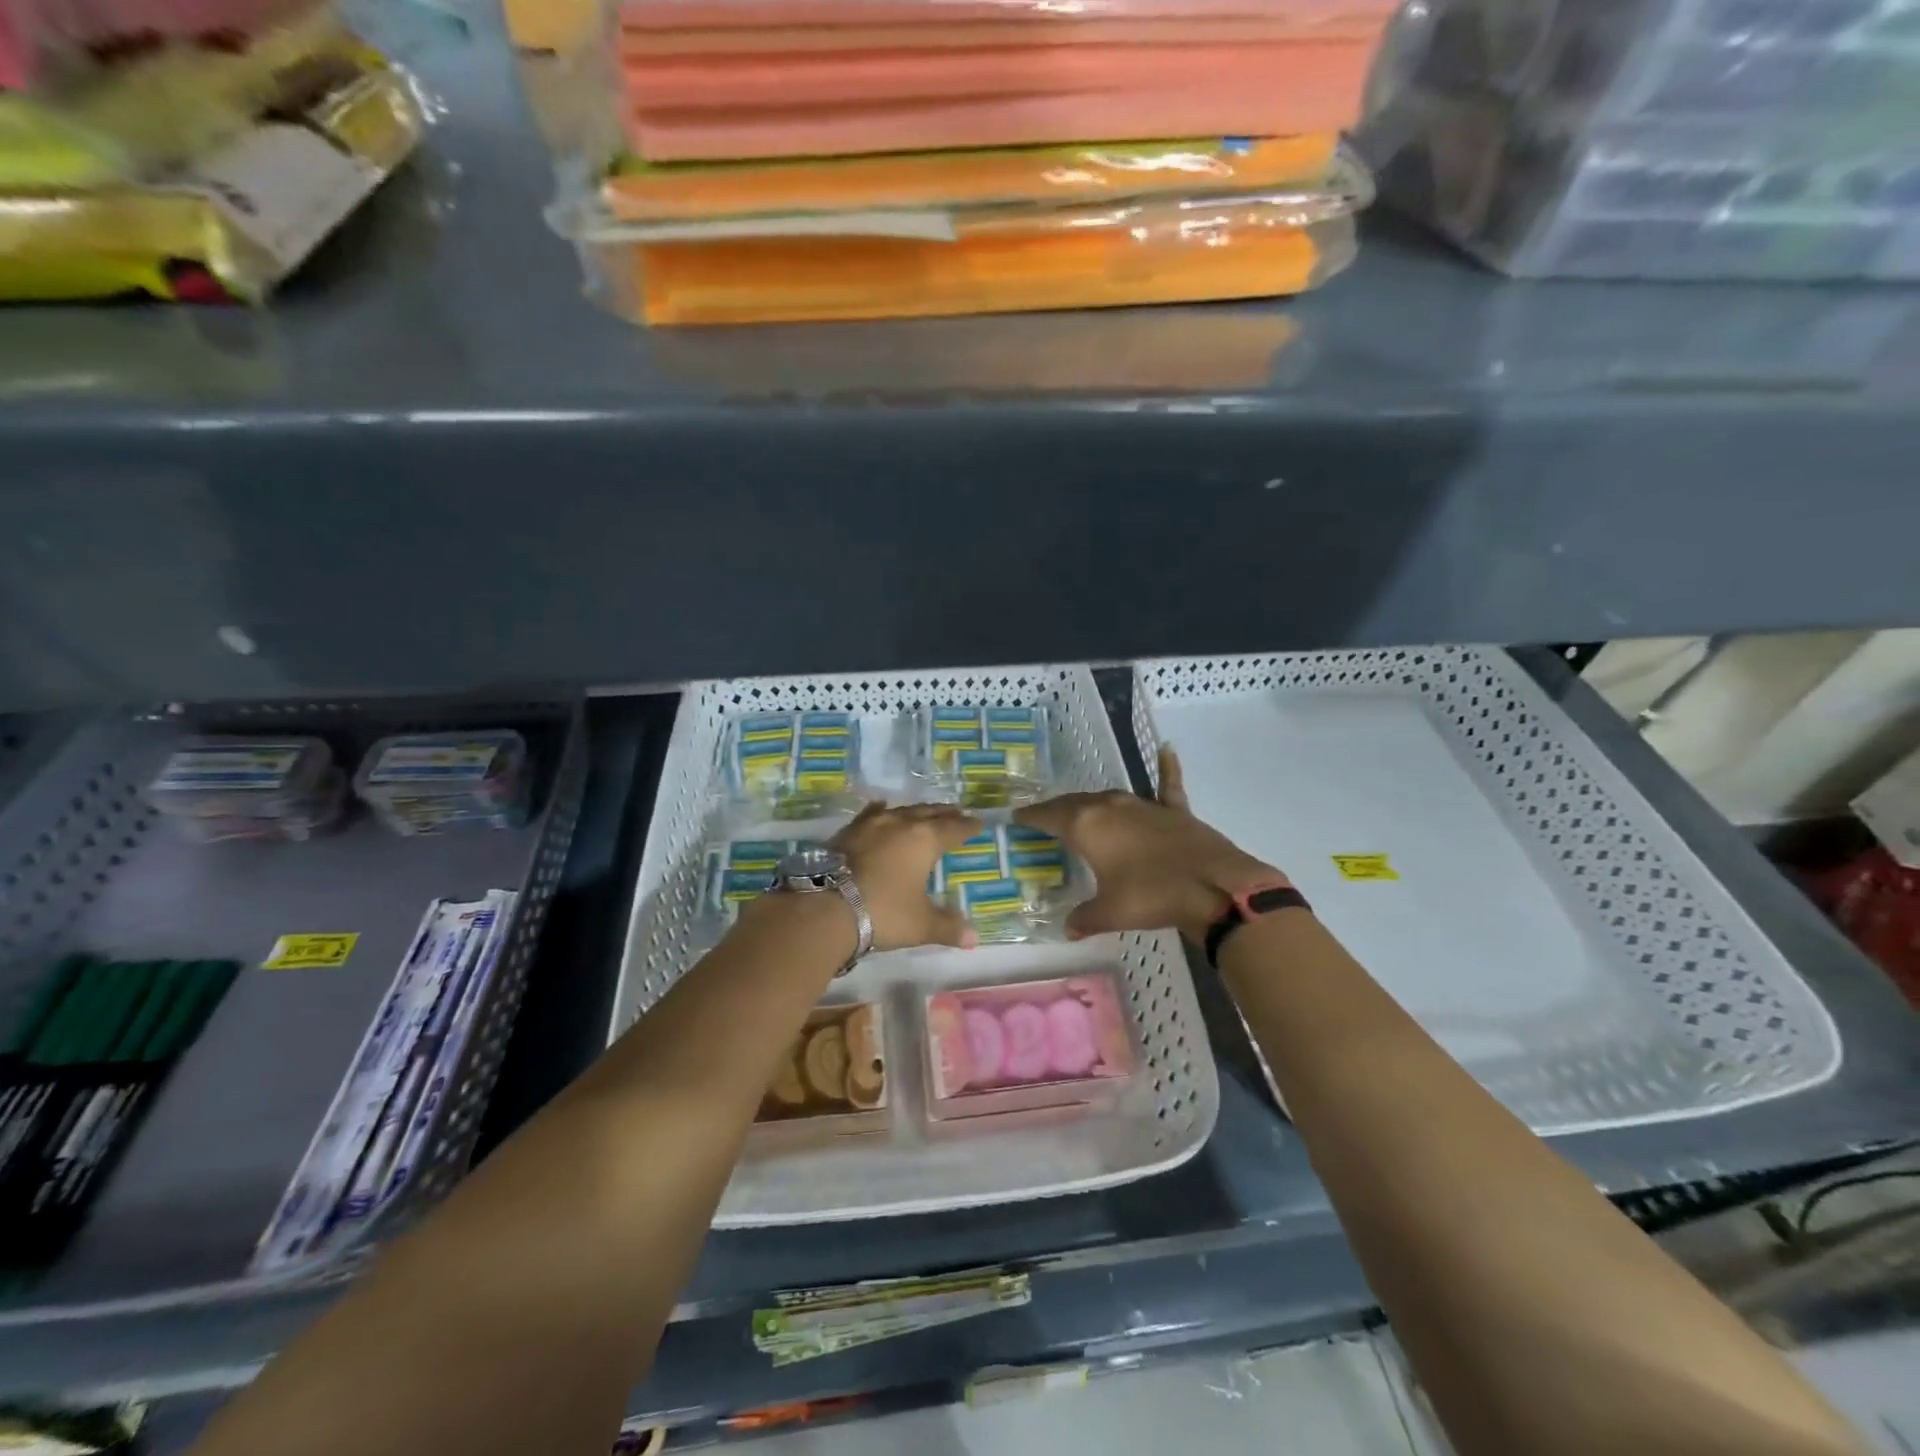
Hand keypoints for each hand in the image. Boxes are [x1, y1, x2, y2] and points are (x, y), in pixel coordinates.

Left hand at [830, 801, 982, 950]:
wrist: (826, 908)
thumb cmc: (884, 912)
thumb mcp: (921, 924)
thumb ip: (948, 927)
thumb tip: (974, 938)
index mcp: (925, 840)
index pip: (953, 828)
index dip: (967, 827)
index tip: (977, 823)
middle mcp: (900, 824)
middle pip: (928, 813)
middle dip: (944, 814)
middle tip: (956, 813)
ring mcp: (870, 824)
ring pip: (900, 811)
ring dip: (915, 812)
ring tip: (923, 813)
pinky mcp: (846, 832)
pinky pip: (871, 815)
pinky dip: (882, 813)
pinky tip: (881, 811)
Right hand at [1015, 747, 1283, 944]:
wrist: (1213, 886)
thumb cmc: (1151, 895)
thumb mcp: (1110, 913)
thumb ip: (1084, 918)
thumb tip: (1069, 929)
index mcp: (1086, 825)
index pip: (1048, 815)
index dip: (1030, 817)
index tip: (1016, 816)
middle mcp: (1110, 806)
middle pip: (1075, 803)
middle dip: (1057, 810)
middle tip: (1043, 818)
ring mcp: (1144, 805)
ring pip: (1109, 798)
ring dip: (1093, 804)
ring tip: (1080, 809)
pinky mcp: (1174, 811)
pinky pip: (1167, 784)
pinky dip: (1166, 768)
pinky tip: (1167, 749)